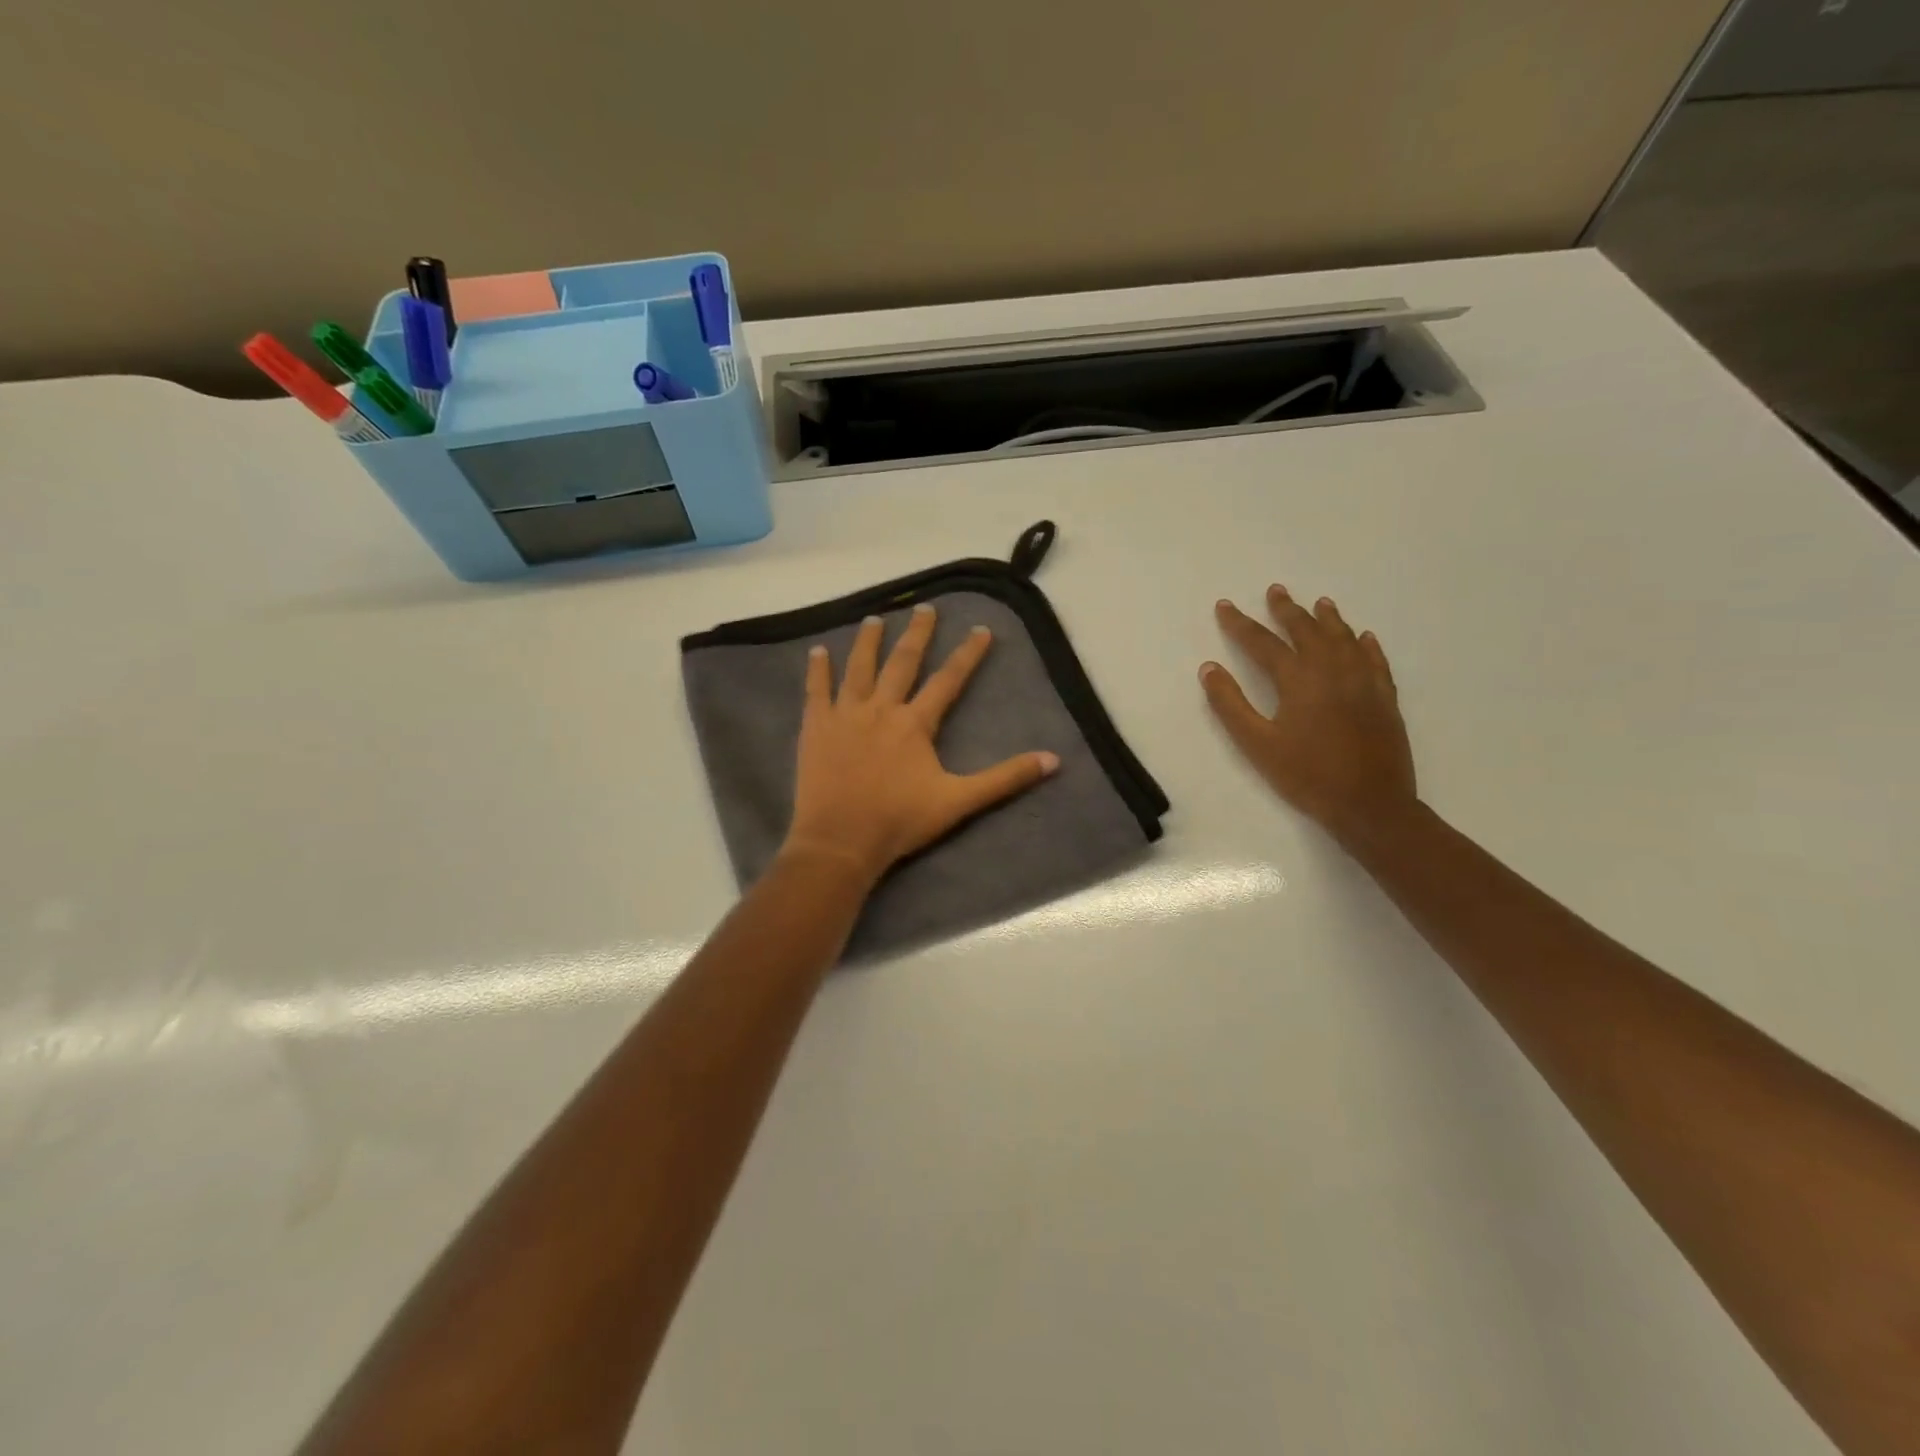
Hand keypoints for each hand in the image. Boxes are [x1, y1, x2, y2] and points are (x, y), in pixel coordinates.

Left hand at [782, 604, 1058, 884]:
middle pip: (903, 662)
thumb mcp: (959, 801)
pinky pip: (817, 690)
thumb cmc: (900, 821)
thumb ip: (1004, 778)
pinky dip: (817, 669)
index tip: (981, 629)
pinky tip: (817, 651)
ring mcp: (846, 714)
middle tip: (925, 608)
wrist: (841, 840)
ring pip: (859, 667)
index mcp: (916, 723)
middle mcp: (882, 708)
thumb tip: (1053, 760)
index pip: (949, 679)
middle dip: (918, 634)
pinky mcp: (817, 727)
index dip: (968, 654)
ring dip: (869, 641)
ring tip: (876, 619)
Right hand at [1201, 585, 1416, 845]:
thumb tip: (1209, 668)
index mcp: (1298, 680)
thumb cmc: (1306, 776)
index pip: (1262, 643)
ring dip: (1328, 619)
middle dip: (1286, 610)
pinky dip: (1365, 645)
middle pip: (1307, 631)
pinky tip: (1363, 637)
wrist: (1370, 804)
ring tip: (1319, 603)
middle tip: (1275, 590)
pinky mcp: (1384, 699)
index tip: (1224, 606)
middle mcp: (1332, 671)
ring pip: (1344, 639)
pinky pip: (1375, 661)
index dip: (1240, 624)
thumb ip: (1231, 704)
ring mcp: (1363, 683)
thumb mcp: (1257, 744)